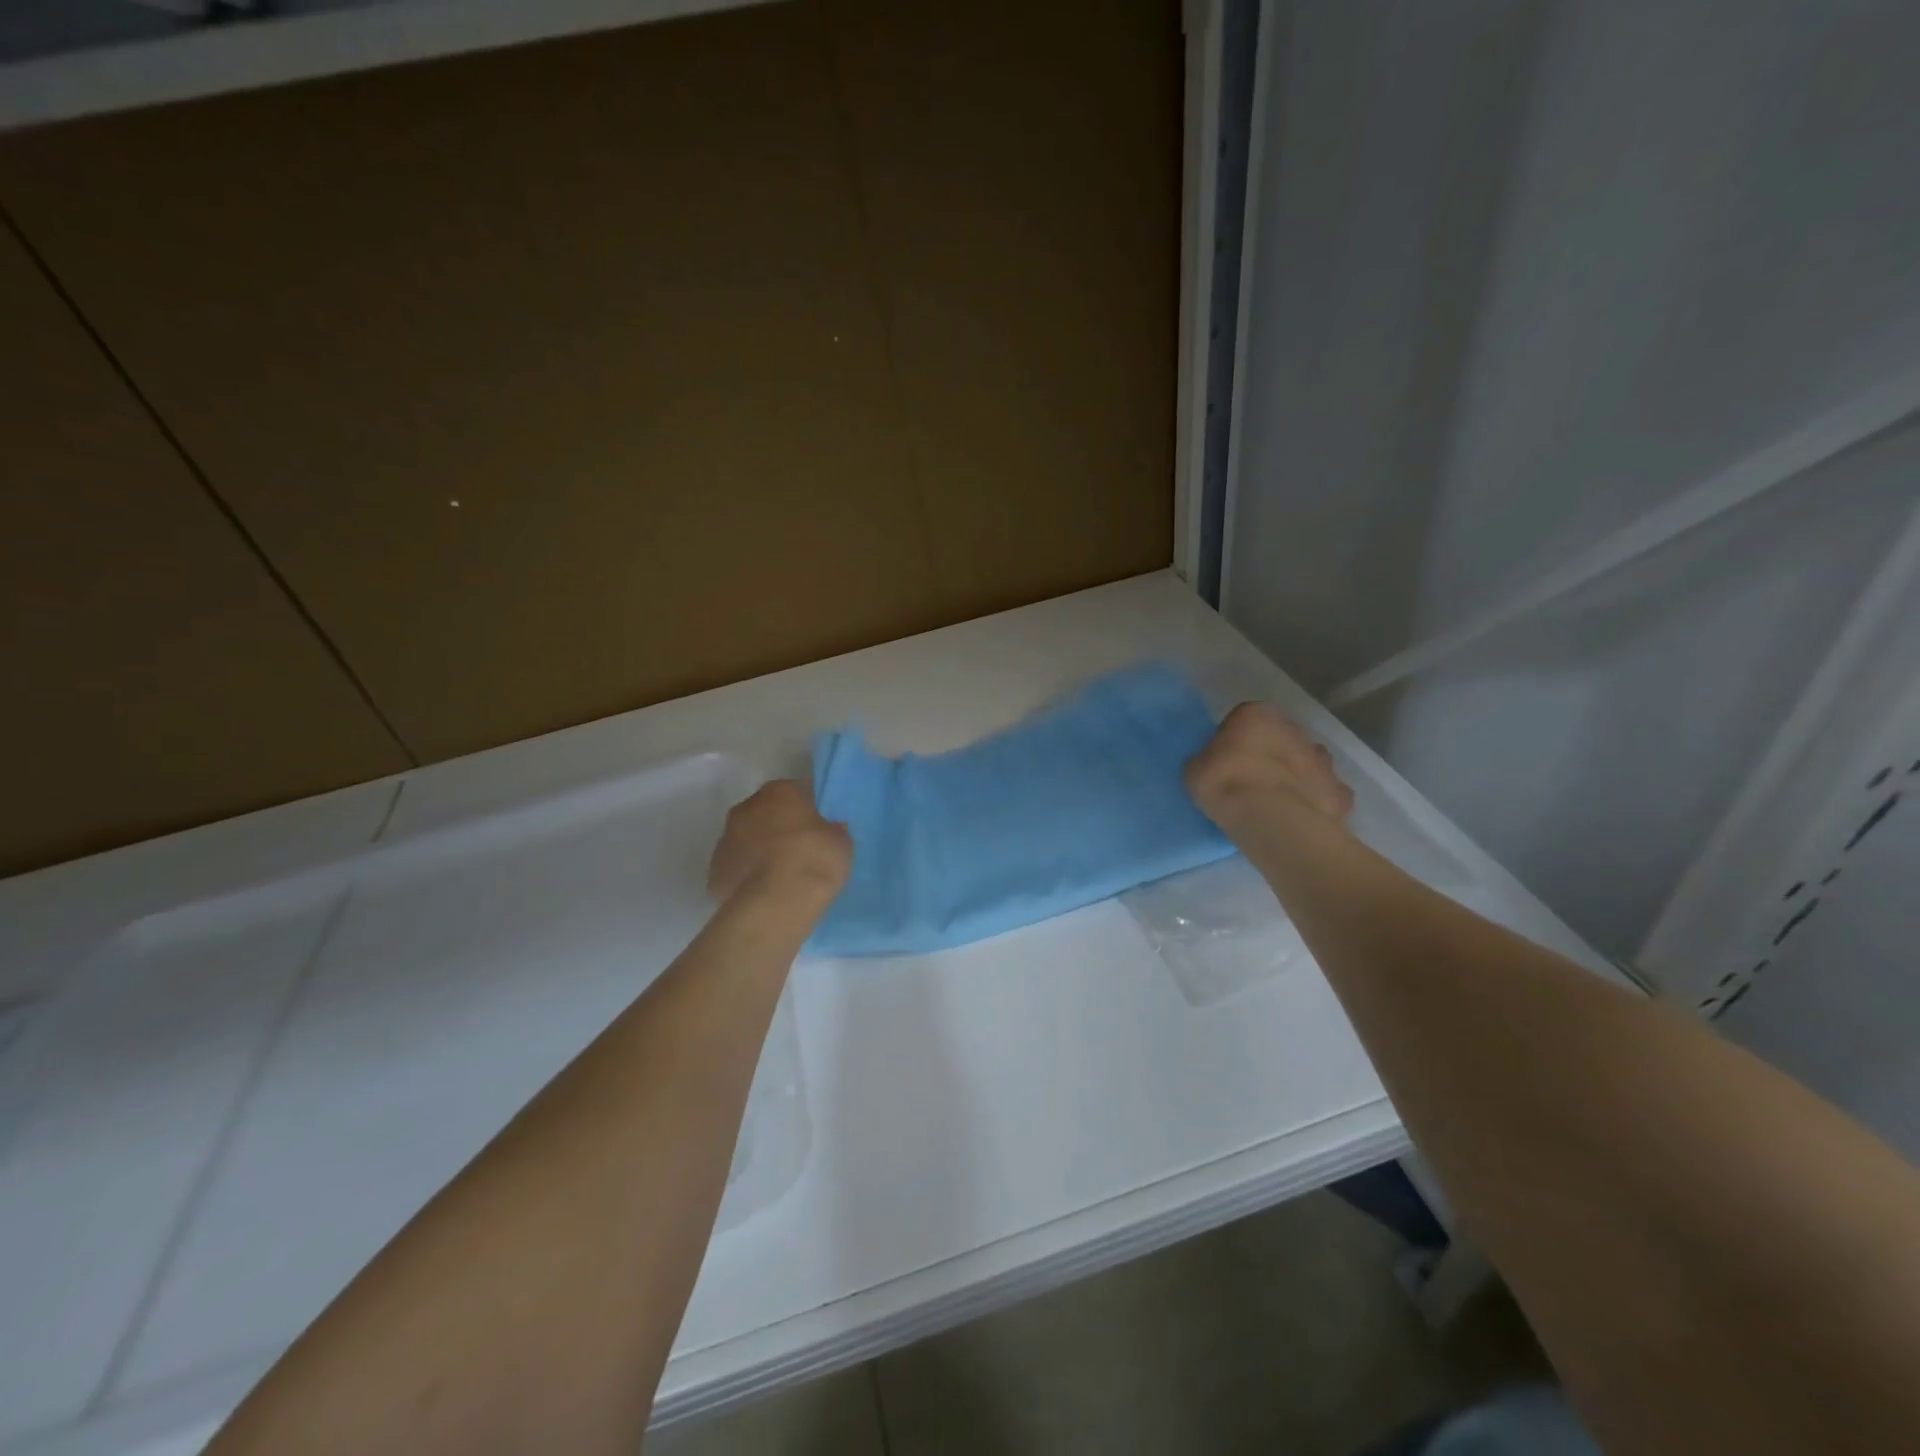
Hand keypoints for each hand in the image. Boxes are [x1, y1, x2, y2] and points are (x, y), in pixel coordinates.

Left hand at [707, 780, 852, 901]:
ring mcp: (725, 840)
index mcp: (779, 792)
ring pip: (747, 839)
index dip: (809, 809)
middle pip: (766, 813)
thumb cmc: (812, 861)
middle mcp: (746, 808)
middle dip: (780, 827)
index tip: (819, 827)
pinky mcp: (714, 871)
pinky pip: (736, 868)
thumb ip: (833, 831)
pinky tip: (764, 893)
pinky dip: (747, 876)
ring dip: (760, 850)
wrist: (774, 904)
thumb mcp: (841, 843)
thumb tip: (829, 829)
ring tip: (781, 876)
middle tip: (800, 850)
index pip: (797, 791)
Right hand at [1185, 703, 1353, 839]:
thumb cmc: (1225, 784)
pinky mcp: (1339, 790)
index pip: (1244, 719)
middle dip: (1269, 753)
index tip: (1226, 761)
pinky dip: (1315, 800)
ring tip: (1275, 801)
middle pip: (1280, 737)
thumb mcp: (1194, 770)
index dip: (1234, 739)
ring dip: (1295, 774)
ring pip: (1306, 761)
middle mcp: (1294, 728)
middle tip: (1250, 780)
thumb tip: (1211, 766)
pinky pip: (1324, 792)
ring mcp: (1322, 759)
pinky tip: (1299, 816)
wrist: (1271, 819)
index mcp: (1256, 714)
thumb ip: (1205, 760)